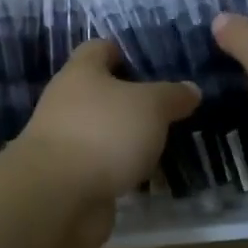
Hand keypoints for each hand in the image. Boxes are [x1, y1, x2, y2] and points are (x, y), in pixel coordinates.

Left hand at [16, 39, 199, 247]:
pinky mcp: (71, 178)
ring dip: (130, 138)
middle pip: (103, 93)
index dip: (126, 51)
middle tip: (172, 107)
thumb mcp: (151, 106)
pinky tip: (151, 176)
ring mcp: (66, 142)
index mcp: (80, 73)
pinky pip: (104, 166)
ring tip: (168, 142)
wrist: (57, 198)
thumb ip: (172, 96)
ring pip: (105, 132)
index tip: (156, 63)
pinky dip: (123, 169)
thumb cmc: (103, 133)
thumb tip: (191, 89)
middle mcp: (67, 103)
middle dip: (134, 100)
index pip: (100, 49)